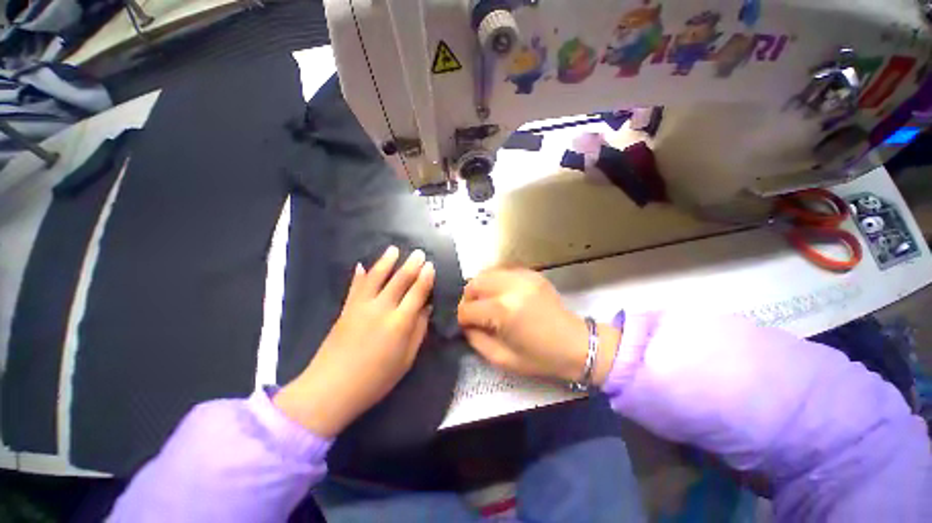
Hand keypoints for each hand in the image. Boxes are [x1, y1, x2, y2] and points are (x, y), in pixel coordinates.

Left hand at [274, 246, 434, 436]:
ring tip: (394, 249)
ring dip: (386, 261)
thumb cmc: (375, 380)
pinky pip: (354, 287)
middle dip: (411, 265)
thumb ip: (418, 331)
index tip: (431, 266)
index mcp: (400, 322)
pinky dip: (359, 275)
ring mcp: (361, 306)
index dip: (425, 278)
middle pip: (399, 280)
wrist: (331, 389)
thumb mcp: (406, 360)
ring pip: (376, 277)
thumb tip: (425, 309)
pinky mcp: (346, 309)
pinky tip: (362, 265)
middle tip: (419, 253)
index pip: (417, 292)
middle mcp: (382, 308)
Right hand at [457, 268, 618, 384]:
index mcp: (503, 311)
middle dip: (468, 299)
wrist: (576, 344)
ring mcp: (523, 276)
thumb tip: (466, 325)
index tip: (466, 326)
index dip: (462, 319)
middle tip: (474, 312)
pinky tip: (501, 293)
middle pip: (474, 283)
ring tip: (486, 301)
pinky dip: (495, 281)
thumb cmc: (540, 357)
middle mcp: (510, 287)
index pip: (468, 309)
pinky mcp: (531, 273)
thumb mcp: (502, 358)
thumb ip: (476, 340)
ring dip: (480, 287)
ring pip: (486, 273)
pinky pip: (503, 270)